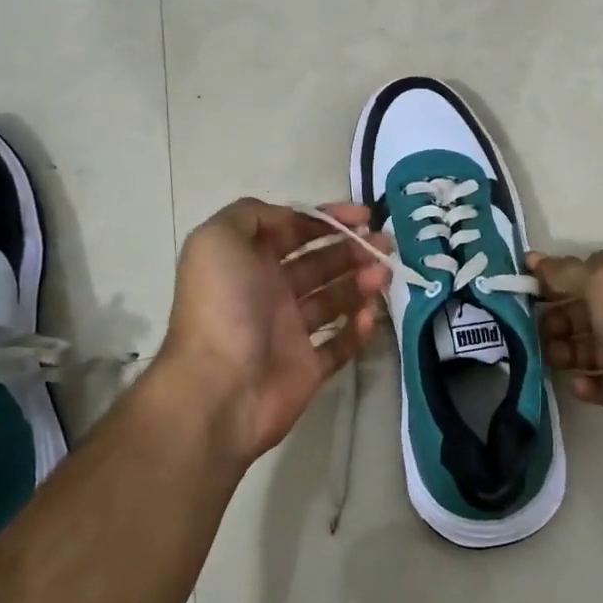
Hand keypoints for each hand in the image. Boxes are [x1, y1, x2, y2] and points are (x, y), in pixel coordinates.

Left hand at [159, 199, 390, 464]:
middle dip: (353, 248)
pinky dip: (358, 329)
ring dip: (361, 282)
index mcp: (249, 261)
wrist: (219, 387)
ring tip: (382, 276)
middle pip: (320, 262)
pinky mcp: (307, 367)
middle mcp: (269, 291)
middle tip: (384, 245)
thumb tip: (290, 218)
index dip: (328, 219)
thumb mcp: (218, 239)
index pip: (294, 230)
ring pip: (335, 298)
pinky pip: (341, 343)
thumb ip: (251, 215)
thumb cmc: (221, 306)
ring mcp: (289, 331)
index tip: (364, 216)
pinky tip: (368, 315)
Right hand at [529, 251, 602, 461]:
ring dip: (566, 352)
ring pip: (591, 349)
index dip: (553, 279)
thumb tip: (535, 259)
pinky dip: (589, 384)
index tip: (521, 290)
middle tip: (531, 332)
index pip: (584, 273)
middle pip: (584, 312)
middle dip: (556, 319)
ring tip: (548, 359)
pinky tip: (579, 386)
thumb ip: (567, 272)